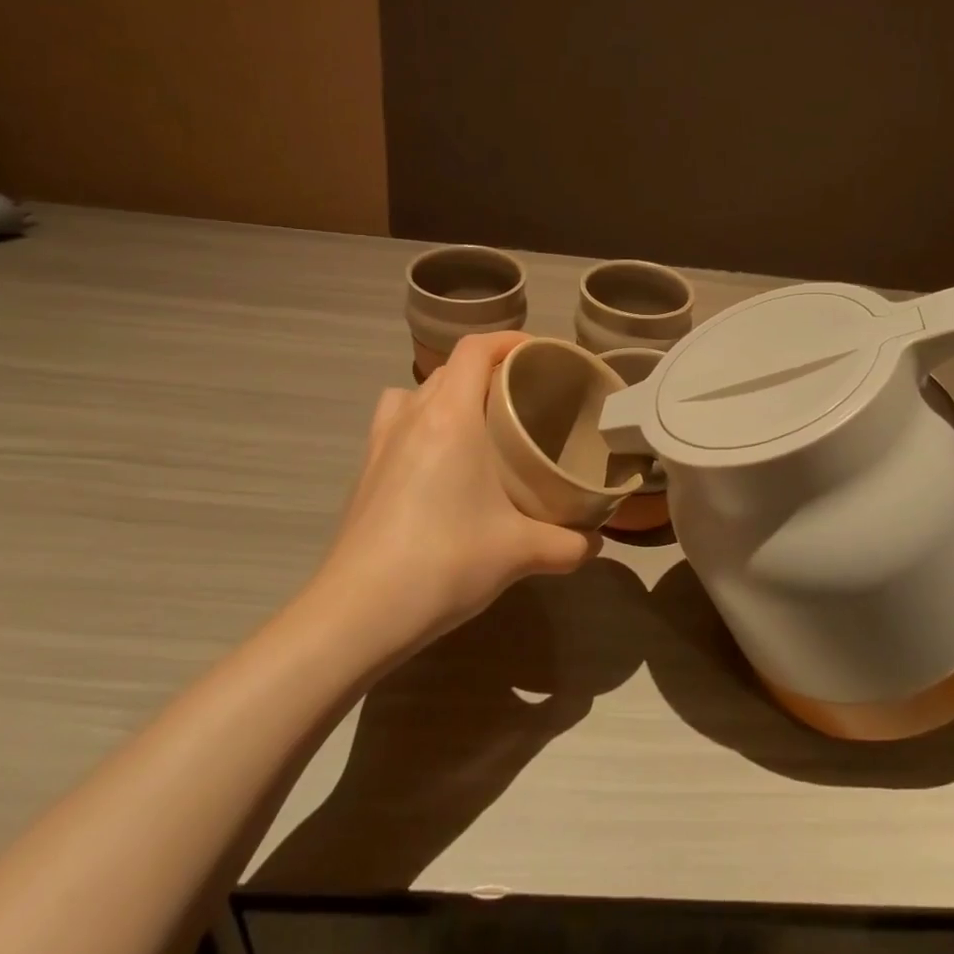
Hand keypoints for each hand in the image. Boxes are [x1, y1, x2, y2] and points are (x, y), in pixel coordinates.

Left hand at [307, 332, 599, 662]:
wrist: (358, 613)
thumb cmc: (444, 561)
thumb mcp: (520, 552)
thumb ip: (568, 544)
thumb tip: (595, 544)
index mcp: (450, 417)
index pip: (475, 349)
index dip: (509, 340)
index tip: (540, 355)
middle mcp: (412, 417)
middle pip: (449, 368)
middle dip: (487, 370)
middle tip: (523, 397)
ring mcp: (380, 443)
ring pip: (415, 393)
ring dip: (446, 394)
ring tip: (476, 424)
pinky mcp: (364, 473)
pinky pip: (395, 424)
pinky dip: (419, 424)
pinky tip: (439, 465)